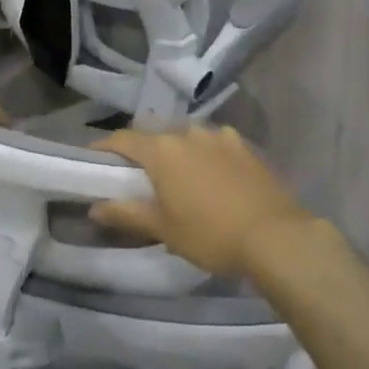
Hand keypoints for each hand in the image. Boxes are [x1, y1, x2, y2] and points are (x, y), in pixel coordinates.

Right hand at [90, 125, 316, 276]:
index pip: (123, 139)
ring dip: (177, 151)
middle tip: (137, 174)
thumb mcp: (163, 229)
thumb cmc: (210, 234)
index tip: (94, 159)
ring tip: (178, 175)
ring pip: (187, 137)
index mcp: (162, 150)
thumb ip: (126, 213)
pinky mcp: (244, 146)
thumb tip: (94, 207)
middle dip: (143, 150)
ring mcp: (219, 136)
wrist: (274, 236)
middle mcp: (187, 132)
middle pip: (155, 135)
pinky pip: (215, 143)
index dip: (105, 146)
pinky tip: (212, 174)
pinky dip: (206, 154)